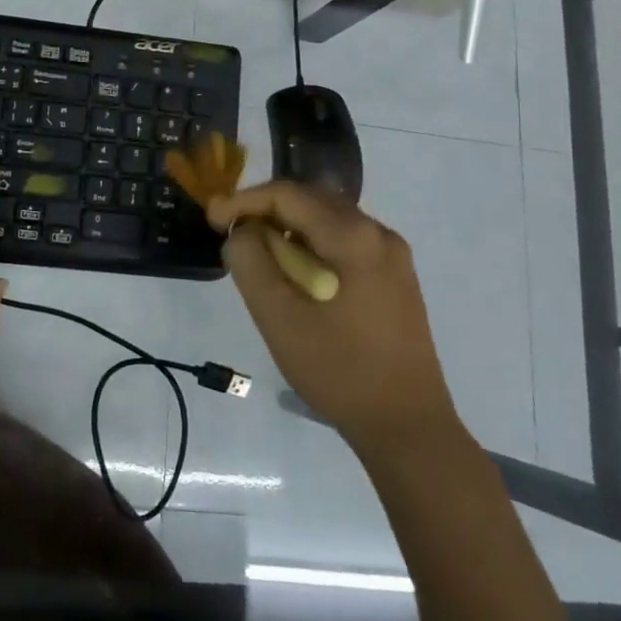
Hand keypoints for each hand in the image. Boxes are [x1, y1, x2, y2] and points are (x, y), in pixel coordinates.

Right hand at [208, 182, 456, 449]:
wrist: (407, 426)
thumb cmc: (339, 370)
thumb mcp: (278, 317)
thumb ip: (251, 263)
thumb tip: (242, 232)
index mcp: (354, 236)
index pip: (288, 194)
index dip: (243, 201)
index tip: (212, 221)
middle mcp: (379, 233)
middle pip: (311, 200)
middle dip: (266, 211)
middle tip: (233, 237)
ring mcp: (393, 255)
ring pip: (328, 220)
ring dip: (288, 230)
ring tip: (260, 260)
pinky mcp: (396, 278)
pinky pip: (344, 242)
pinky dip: (312, 247)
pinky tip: (297, 277)